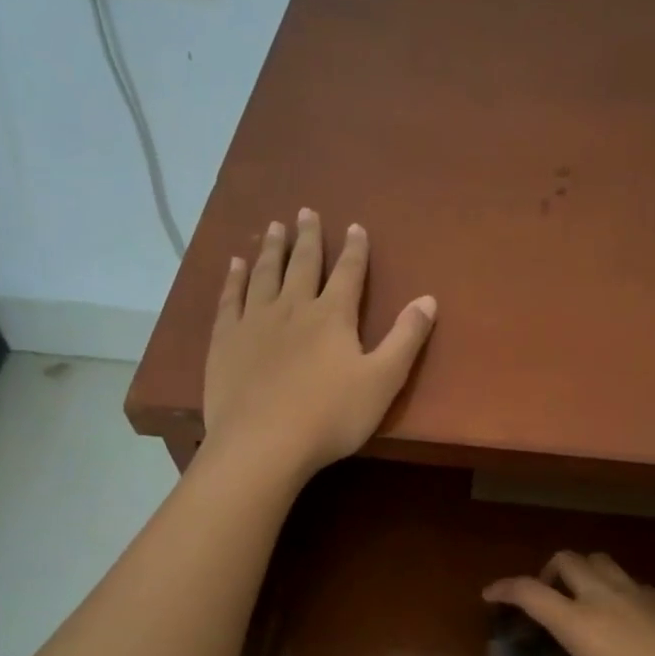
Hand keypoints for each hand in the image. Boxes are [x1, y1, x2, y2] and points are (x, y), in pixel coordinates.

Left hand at [202, 209, 436, 479]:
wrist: (263, 444)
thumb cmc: (330, 416)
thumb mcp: (383, 381)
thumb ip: (406, 339)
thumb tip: (429, 299)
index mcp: (332, 316)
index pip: (348, 273)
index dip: (354, 250)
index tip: (355, 226)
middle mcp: (293, 308)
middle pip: (302, 265)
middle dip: (308, 238)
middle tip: (306, 211)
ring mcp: (255, 322)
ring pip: (265, 274)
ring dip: (272, 249)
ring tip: (275, 226)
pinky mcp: (225, 341)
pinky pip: (230, 298)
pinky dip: (234, 278)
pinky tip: (235, 265)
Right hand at [482, 551, 654, 655]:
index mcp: (579, 622)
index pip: (530, 591)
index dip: (504, 588)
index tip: (490, 596)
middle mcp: (605, 596)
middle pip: (567, 560)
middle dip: (545, 573)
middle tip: (543, 602)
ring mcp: (640, 593)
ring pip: (600, 562)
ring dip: (581, 572)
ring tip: (581, 604)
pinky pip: (629, 580)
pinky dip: (612, 588)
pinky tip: (625, 623)